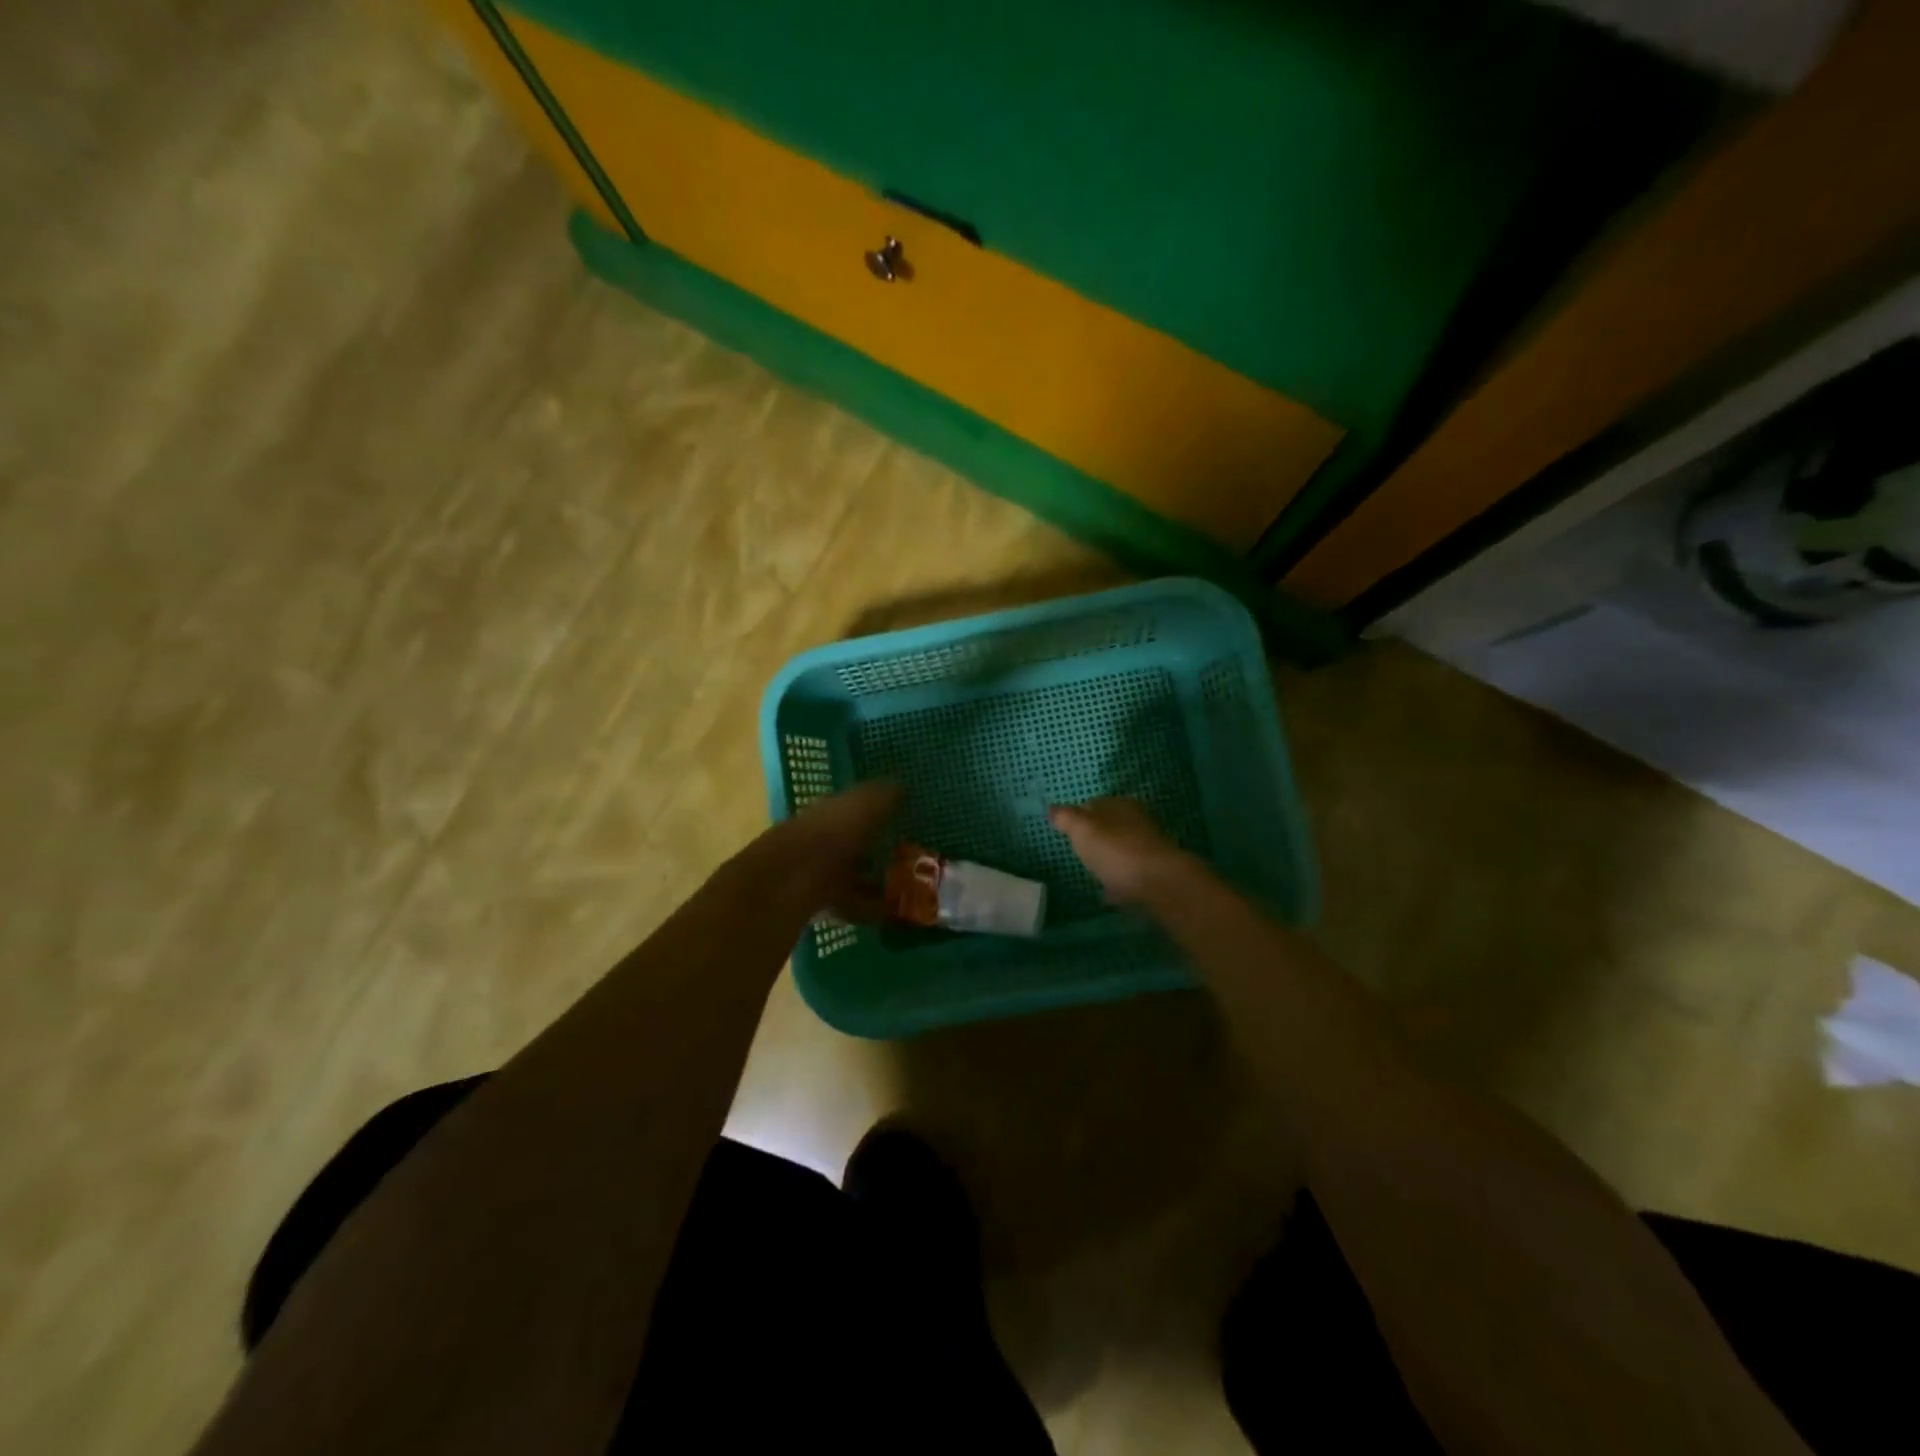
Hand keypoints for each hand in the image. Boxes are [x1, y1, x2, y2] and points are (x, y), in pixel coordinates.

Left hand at [757, 781, 902, 918]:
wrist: (784, 887)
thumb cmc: (828, 837)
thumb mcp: (863, 807)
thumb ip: (883, 797)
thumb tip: (902, 786)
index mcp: (826, 811)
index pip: (851, 806)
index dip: (875, 810)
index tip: (901, 818)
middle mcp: (818, 839)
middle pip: (850, 843)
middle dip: (873, 849)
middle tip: (908, 857)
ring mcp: (814, 874)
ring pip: (849, 875)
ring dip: (873, 881)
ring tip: (905, 889)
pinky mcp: (815, 905)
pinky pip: (849, 905)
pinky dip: (869, 909)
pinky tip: (890, 914)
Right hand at [1047, 797, 1187, 905]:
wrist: (1160, 886)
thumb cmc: (1117, 851)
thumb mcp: (1083, 830)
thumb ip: (1066, 818)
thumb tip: (1052, 808)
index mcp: (1121, 806)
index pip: (1095, 803)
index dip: (1079, 815)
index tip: (1066, 830)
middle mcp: (1138, 822)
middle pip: (1111, 827)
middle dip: (1096, 837)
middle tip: (1078, 851)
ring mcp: (1149, 849)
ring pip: (1123, 850)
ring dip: (1110, 858)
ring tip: (1092, 872)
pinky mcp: (1155, 875)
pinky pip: (1131, 874)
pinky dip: (1120, 881)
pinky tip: (1109, 893)